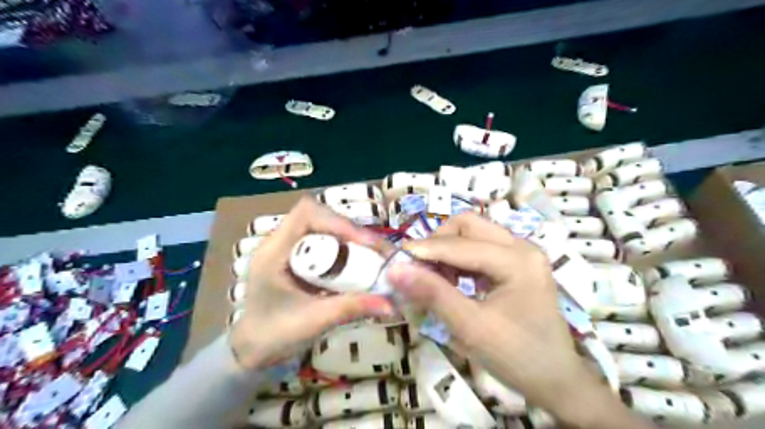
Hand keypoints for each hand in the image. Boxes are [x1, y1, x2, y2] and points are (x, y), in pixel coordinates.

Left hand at [228, 197, 394, 367]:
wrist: (252, 351)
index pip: (306, 213)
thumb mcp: (315, 321)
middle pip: (320, 217)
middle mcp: (280, 242)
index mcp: (274, 252)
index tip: (364, 242)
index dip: (338, 221)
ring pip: (324, 228)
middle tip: (375, 252)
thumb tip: (392, 303)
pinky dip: (344, 250)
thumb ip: (351, 308)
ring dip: (349, 239)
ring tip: (371, 257)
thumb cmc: (274, 336)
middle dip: (350, 231)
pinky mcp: (297, 257)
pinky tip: (356, 265)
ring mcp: (288, 248)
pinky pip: (324, 242)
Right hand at [385, 212, 647, 426]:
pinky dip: (459, 258)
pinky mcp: (517, 262)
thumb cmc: (517, 356)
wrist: (556, 380)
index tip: (395, 259)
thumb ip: (433, 294)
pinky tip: (452, 279)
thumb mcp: (471, 327)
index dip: (425, 249)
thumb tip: (396, 269)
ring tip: (433, 276)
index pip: (461, 244)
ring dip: (448, 249)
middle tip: (419, 268)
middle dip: (438, 242)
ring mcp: (522, 252)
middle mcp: (522, 246)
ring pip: (474, 233)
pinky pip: (481, 247)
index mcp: (517, 260)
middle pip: (469, 225)